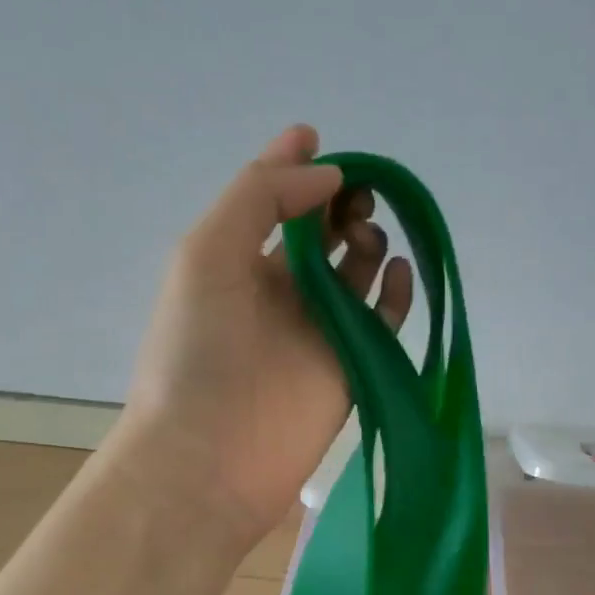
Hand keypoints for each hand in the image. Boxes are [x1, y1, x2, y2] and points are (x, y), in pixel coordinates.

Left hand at [121, 125, 412, 543]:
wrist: (210, 456)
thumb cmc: (196, 351)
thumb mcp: (207, 252)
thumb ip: (261, 197)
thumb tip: (329, 176)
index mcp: (236, 263)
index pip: (271, 202)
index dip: (294, 167)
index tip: (319, 138)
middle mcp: (280, 292)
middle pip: (322, 233)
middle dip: (339, 202)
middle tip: (354, 198)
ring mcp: (319, 332)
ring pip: (357, 272)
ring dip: (368, 241)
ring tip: (366, 238)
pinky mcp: (352, 369)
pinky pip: (384, 322)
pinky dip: (397, 293)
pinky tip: (398, 273)